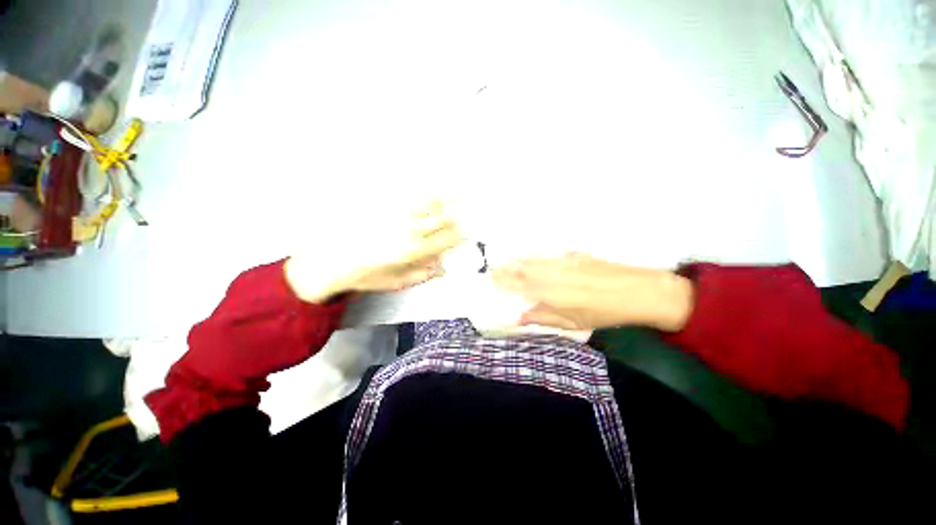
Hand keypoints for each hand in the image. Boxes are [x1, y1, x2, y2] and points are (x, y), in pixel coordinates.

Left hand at [285, 202, 462, 302]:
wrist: (330, 260)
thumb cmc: (364, 275)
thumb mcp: (396, 283)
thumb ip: (422, 275)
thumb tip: (441, 269)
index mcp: (414, 250)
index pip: (448, 239)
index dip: (460, 236)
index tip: (463, 235)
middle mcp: (410, 229)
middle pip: (444, 218)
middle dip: (456, 218)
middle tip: (458, 218)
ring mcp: (397, 214)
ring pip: (430, 202)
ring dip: (445, 200)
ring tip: (455, 195)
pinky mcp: (384, 204)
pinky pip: (410, 194)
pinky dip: (424, 191)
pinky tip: (429, 190)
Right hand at [492, 253, 693, 331]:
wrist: (636, 290)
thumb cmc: (602, 313)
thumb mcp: (571, 323)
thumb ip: (542, 318)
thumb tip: (519, 317)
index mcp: (549, 293)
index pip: (518, 285)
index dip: (503, 282)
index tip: (490, 279)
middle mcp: (551, 274)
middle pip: (521, 270)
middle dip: (505, 269)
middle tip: (492, 268)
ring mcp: (561, 262)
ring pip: (532, 260)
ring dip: (516, 261)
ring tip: (504, 261)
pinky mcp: (572, 255)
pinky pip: (546, 256)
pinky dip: (534, 257)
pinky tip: (530, 257)